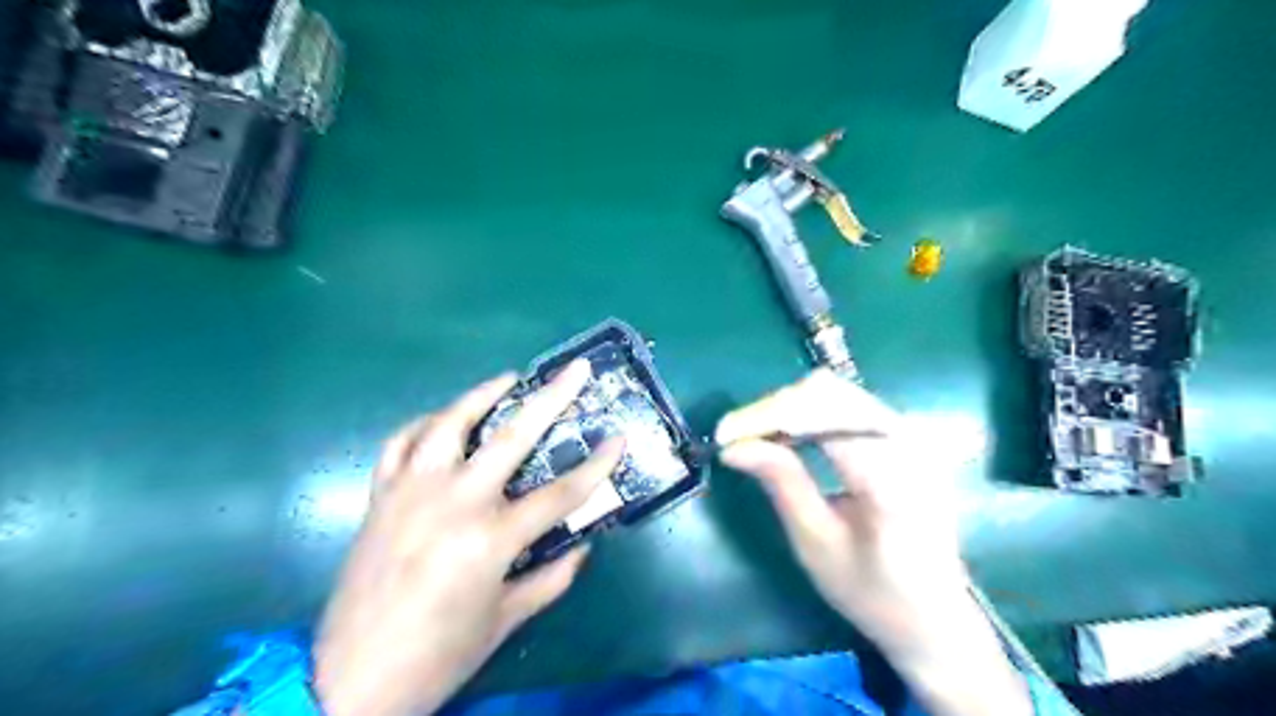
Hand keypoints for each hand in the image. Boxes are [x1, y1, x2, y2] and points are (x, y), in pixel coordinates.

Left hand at [313, 363, 624, 715]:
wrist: (349, 681)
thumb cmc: (438, 656)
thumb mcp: (506, 621)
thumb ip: (552, 577)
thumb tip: (583, 545)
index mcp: (490, 539)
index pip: (561, 493)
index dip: (597, 465)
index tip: (619, 439)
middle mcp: (453, 503)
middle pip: (512, 437)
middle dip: (551, 398)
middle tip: (574, 370)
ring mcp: (411, 493)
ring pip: (449, 424)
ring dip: (482, 395)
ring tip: (509, 379)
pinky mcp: (380, 497)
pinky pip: (401, 443)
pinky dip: (425, 424)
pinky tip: (445, 419)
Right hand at [714, 371, 1030, 715]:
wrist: (934, 614)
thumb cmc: (873, 591)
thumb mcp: (816, 545)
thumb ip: (781, 483)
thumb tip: (733, 447)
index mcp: (892, 477)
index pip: (822, 416)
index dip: (768, 416)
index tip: (725, 435)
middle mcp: (909, 443)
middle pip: (830, 393)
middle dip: (775, 408)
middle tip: (739, 437)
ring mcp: (914, 436)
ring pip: (838, 392)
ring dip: (791, 408)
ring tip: (758, 437)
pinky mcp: (908, 437)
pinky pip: (850, 405)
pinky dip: (811, 413)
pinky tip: (790, 437)